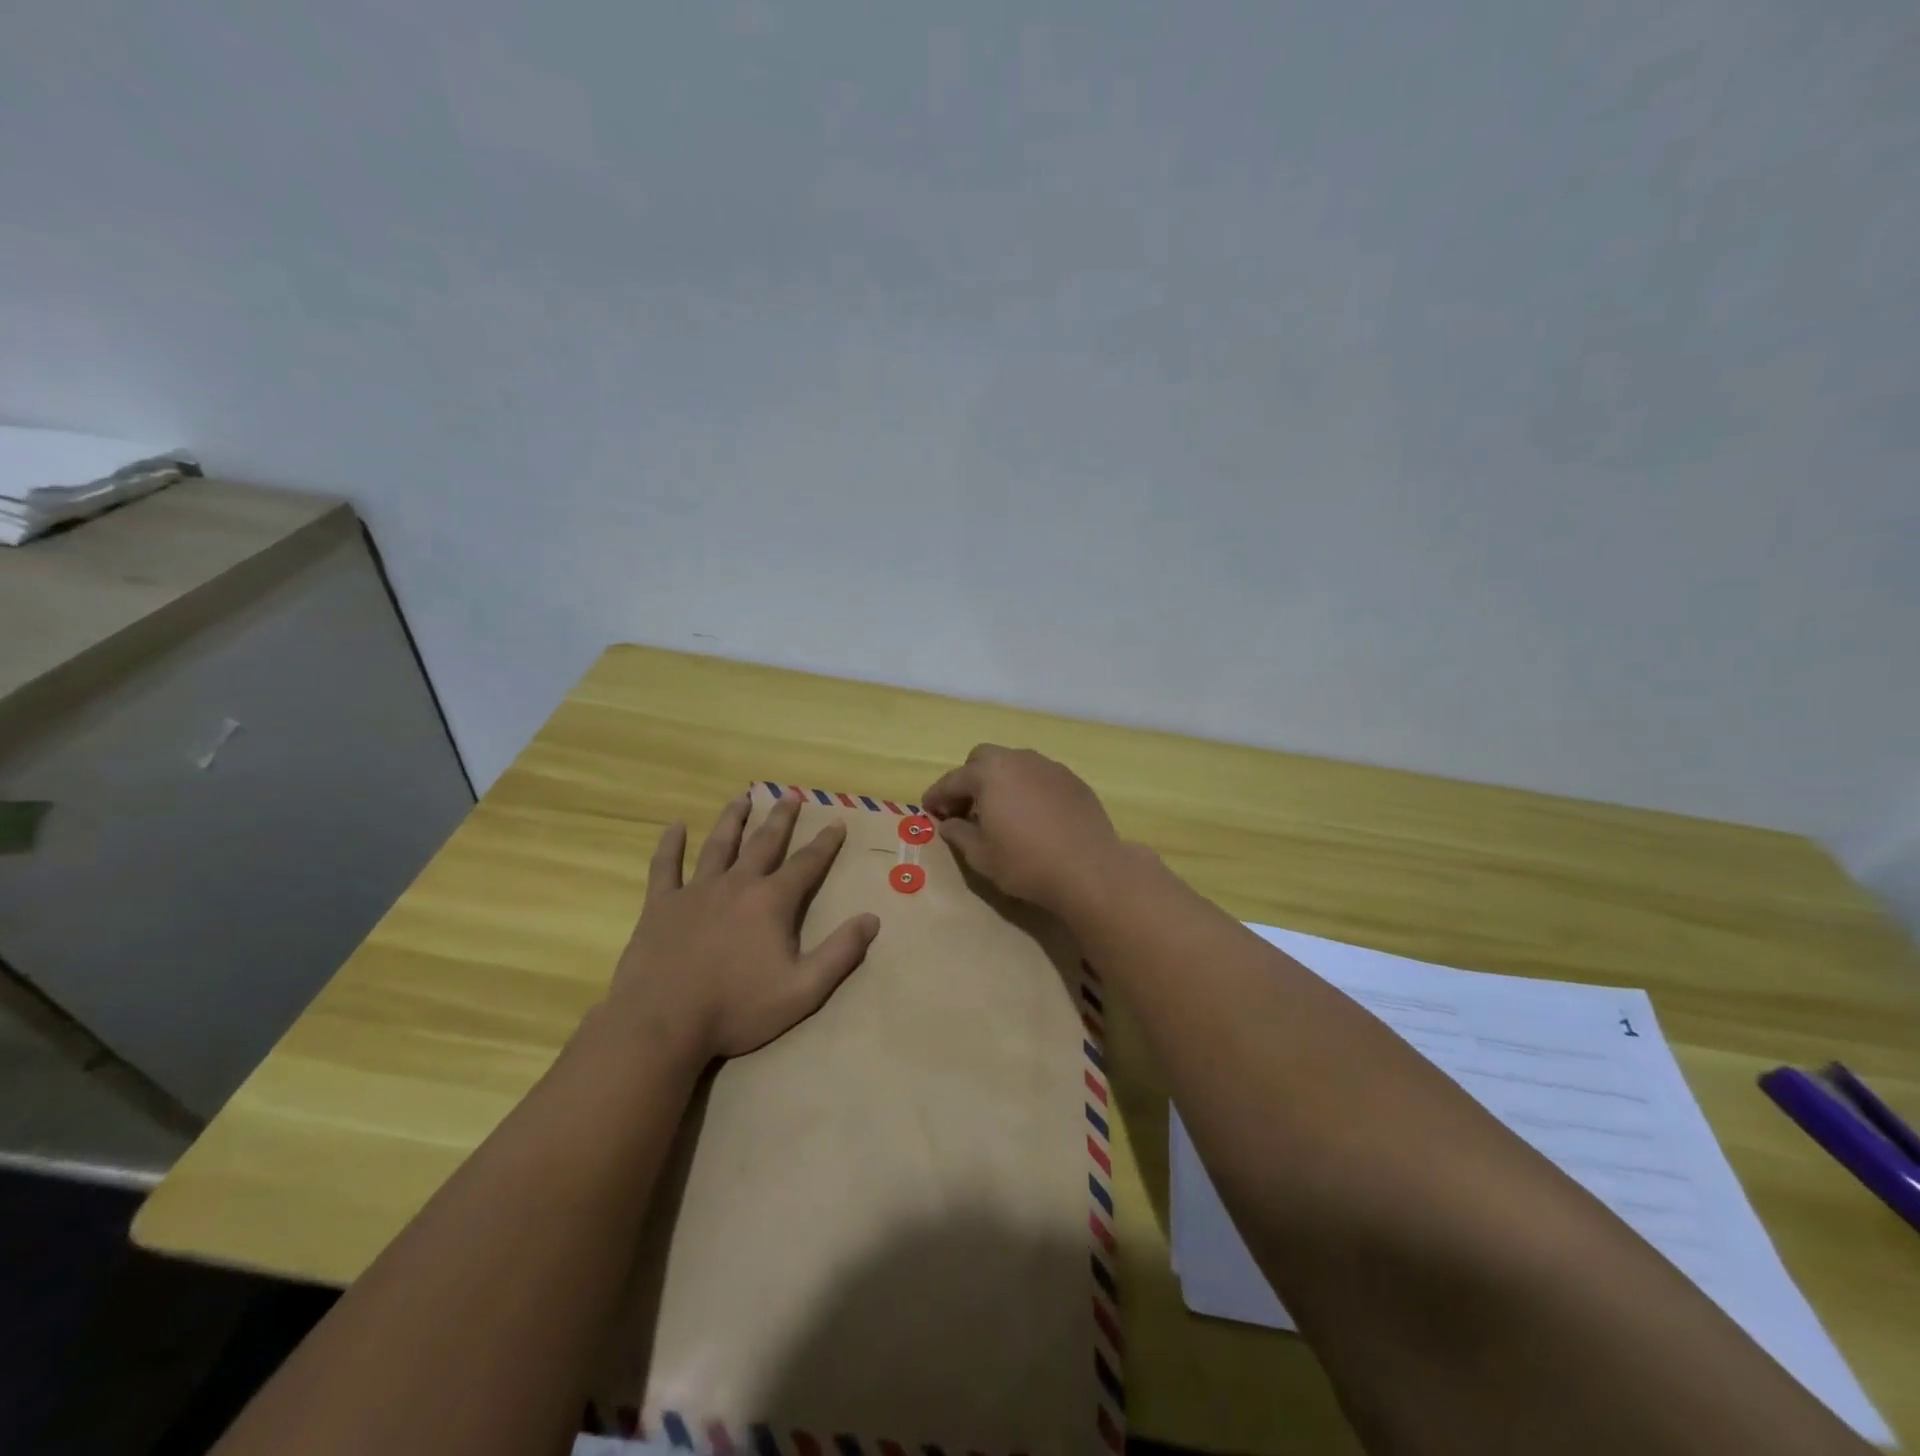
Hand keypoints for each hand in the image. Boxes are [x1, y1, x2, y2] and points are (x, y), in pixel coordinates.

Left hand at [606, 795, 879, 1061]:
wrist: (663, 1023)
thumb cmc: (737, 1009)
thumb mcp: (803, 989)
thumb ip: (840, 953)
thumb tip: (872, 919)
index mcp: (771, 902)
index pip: (806, 864)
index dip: (825, 843)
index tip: (837, 821)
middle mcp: (737, 884)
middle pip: (763, 843)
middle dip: (781, 818)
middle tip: (790, 795)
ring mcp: (695, 891)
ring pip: (718, 845)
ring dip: (732, 819)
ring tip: (742, 798)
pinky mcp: (661, 905)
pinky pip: (665, 866)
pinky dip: (670, 844)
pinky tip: (674, 826)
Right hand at [921, 745, 1123, 908]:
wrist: (1089, 869)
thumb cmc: (1026, 863)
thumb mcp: (981, 856)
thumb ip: (959, 834)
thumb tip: (950, 823)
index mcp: (989, 773)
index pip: (952, 780)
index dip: (936, 796)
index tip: (928, 810)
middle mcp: (1018, 760)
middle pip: (983, 760)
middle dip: (969, 780)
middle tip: (964, 809)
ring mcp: (1049, 767)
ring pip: (1014, 765)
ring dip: (1000, 782)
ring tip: (999, 812)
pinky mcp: (1073, 780)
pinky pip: (1039, 777)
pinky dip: (1027, 789)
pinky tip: (1032, 816)